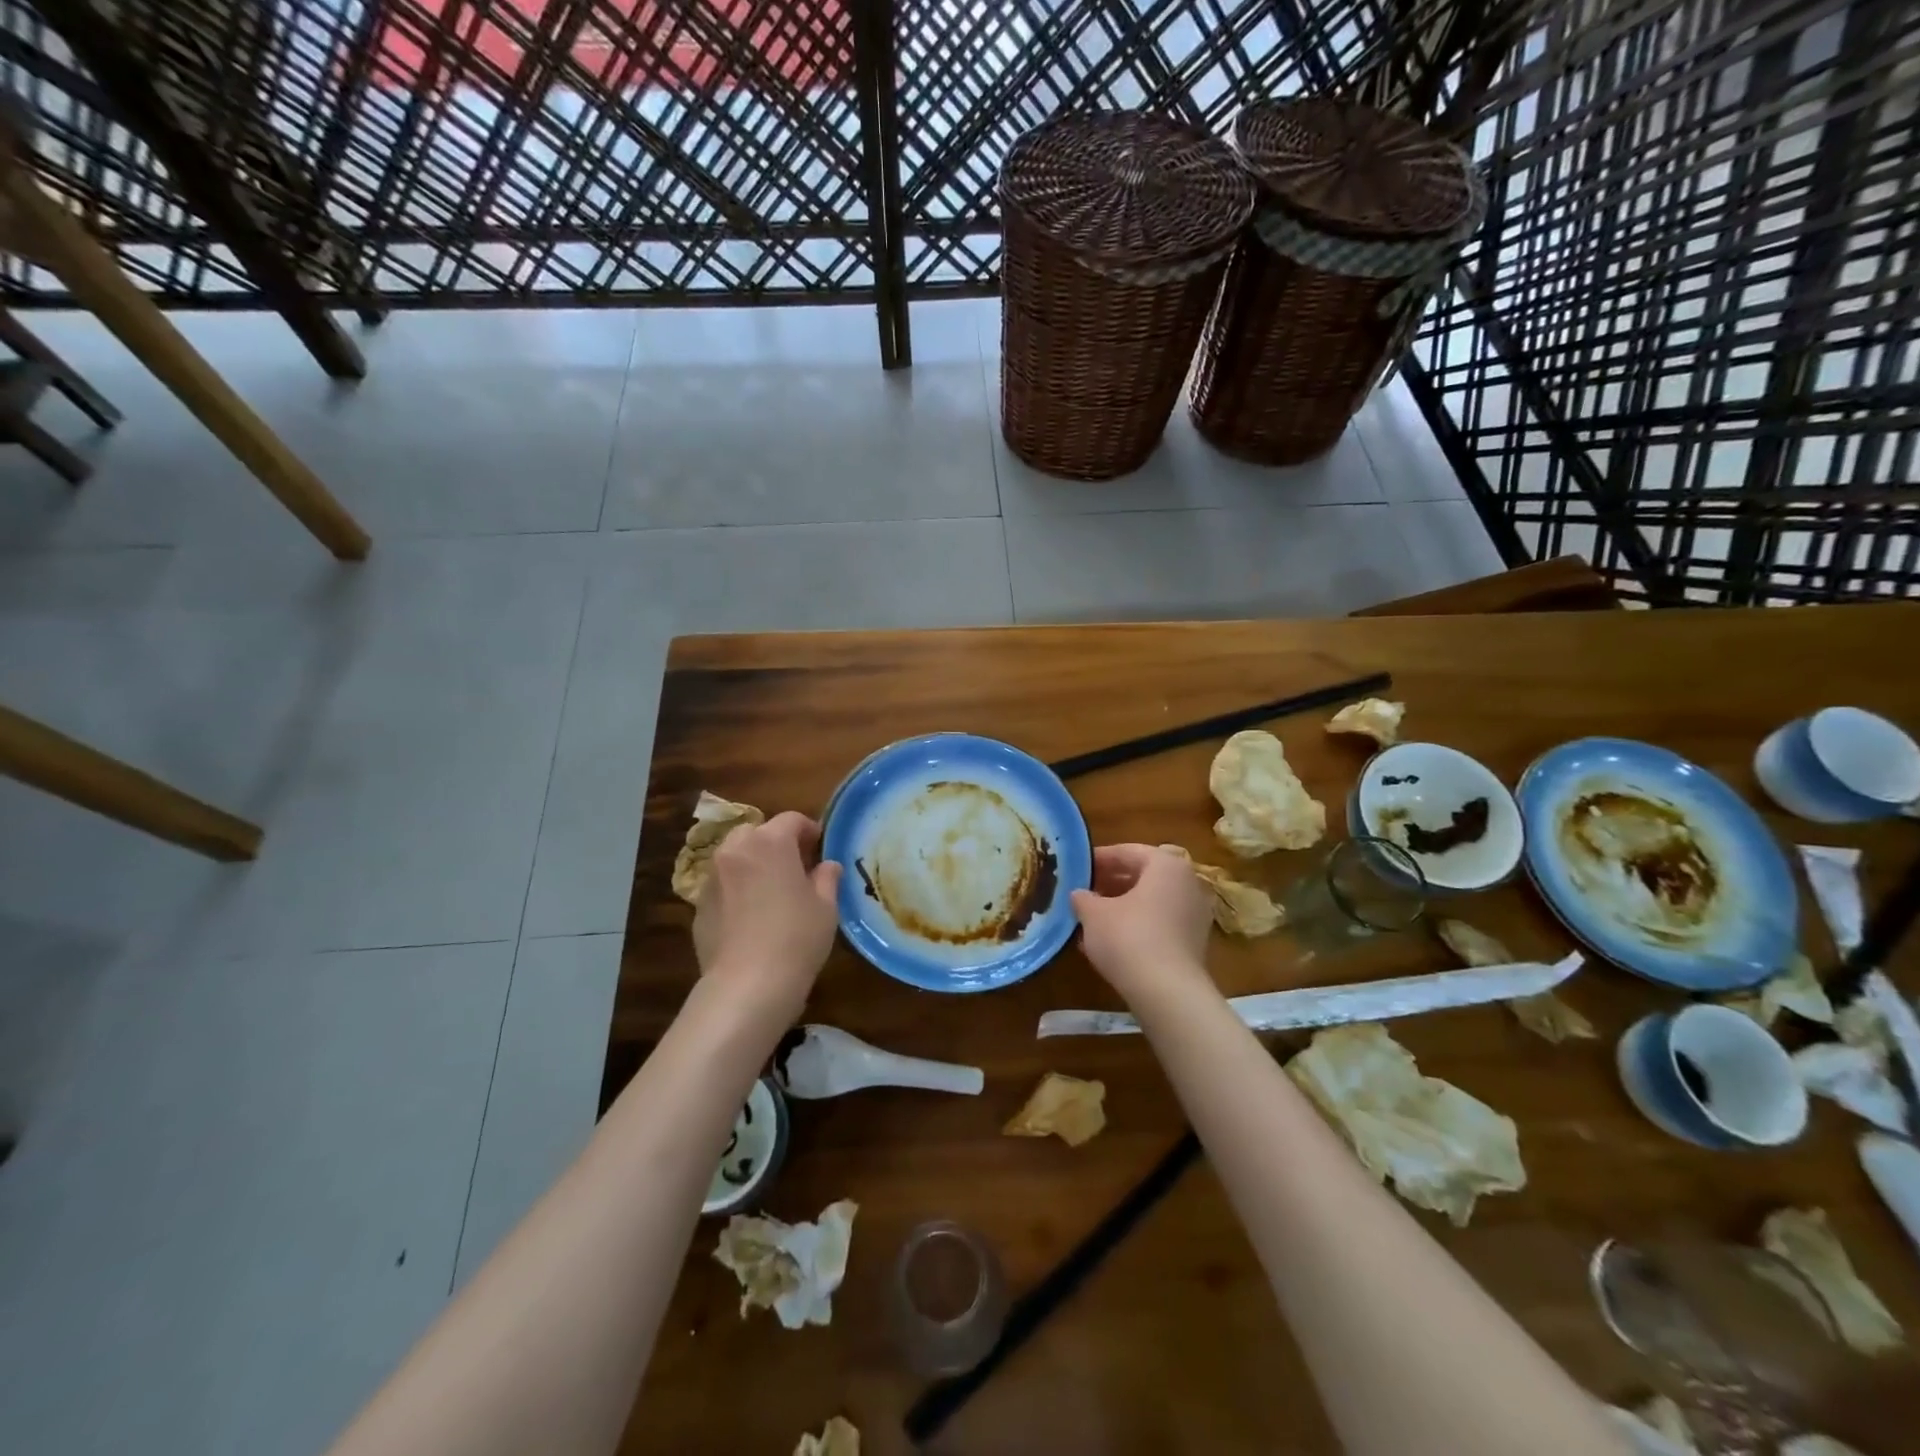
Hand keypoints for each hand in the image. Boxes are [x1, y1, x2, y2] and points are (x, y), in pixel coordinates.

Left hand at [693, 812, 842, 1013]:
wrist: (747, 985)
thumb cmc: (796, 938)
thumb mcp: (826, 907)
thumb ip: (827, 878)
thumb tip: (827, 866)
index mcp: (770, 843)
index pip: (791, 820)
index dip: (809, 829)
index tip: (820, 846)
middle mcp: (736, 851)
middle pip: (756, 832)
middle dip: (775, 843)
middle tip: (795, 866)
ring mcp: (712, 878)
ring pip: (734, 857)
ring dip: (752, 864)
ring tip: (770, 890)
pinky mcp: (698, 906)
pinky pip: (722, 886)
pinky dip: (736, 890)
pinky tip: (750, 917)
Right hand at [1070, 843, 1212, 999]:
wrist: (1168, 992)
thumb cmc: (1128, 938)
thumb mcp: (1093, 914)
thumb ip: (1083, 898)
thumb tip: (1079, 895)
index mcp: (1166, 864)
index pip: (1128, 851)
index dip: (1099, 859)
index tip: (1078, 868)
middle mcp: (1188, 882)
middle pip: (1144, 875)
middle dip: (1112, 882)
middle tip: (1084, 891)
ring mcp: (1195, 913)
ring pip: (1152, 900)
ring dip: (1123, 905)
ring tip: (1093, 917)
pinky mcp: (1195, 942)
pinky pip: (1161, 922)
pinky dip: (1138, 925)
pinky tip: (1112, 941)